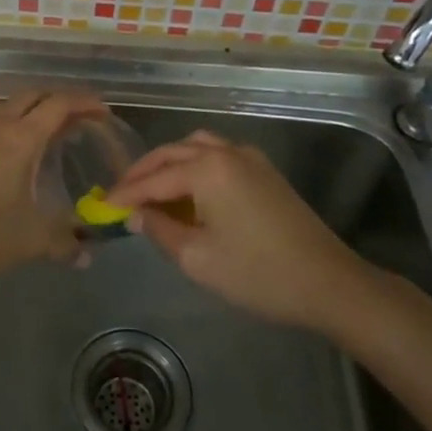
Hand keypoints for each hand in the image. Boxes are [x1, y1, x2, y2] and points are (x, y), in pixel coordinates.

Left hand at [0, 91, 106, 284]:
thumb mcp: (33, 240)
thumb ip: (65, 242)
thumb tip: (87, 254)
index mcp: (21, 138)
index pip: (58, 105)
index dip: (84, 102)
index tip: (103, 112)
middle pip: (34, 96)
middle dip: (60, 101)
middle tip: (81, 119)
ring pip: (9, 103)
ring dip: (33, 107)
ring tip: (51, 129)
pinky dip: (13, 120)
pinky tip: (18, 148)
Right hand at [106, 130, 370, 331]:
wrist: (329, 282)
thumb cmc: (257, 273)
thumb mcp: (198, 258)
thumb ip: (160, 230)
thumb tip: (138, 214)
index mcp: (208, 169)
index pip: (154, 178)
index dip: (126, 193)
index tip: (102, 205)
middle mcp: (226, 152)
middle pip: (173, 153)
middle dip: (144, 172)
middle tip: (121, 193)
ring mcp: (250, 158)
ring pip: (196, 148)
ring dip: (170, 164)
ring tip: (152, 189)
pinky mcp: (265, 171)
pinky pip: (218, 156)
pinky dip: (194, 166)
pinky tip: (188, 191)